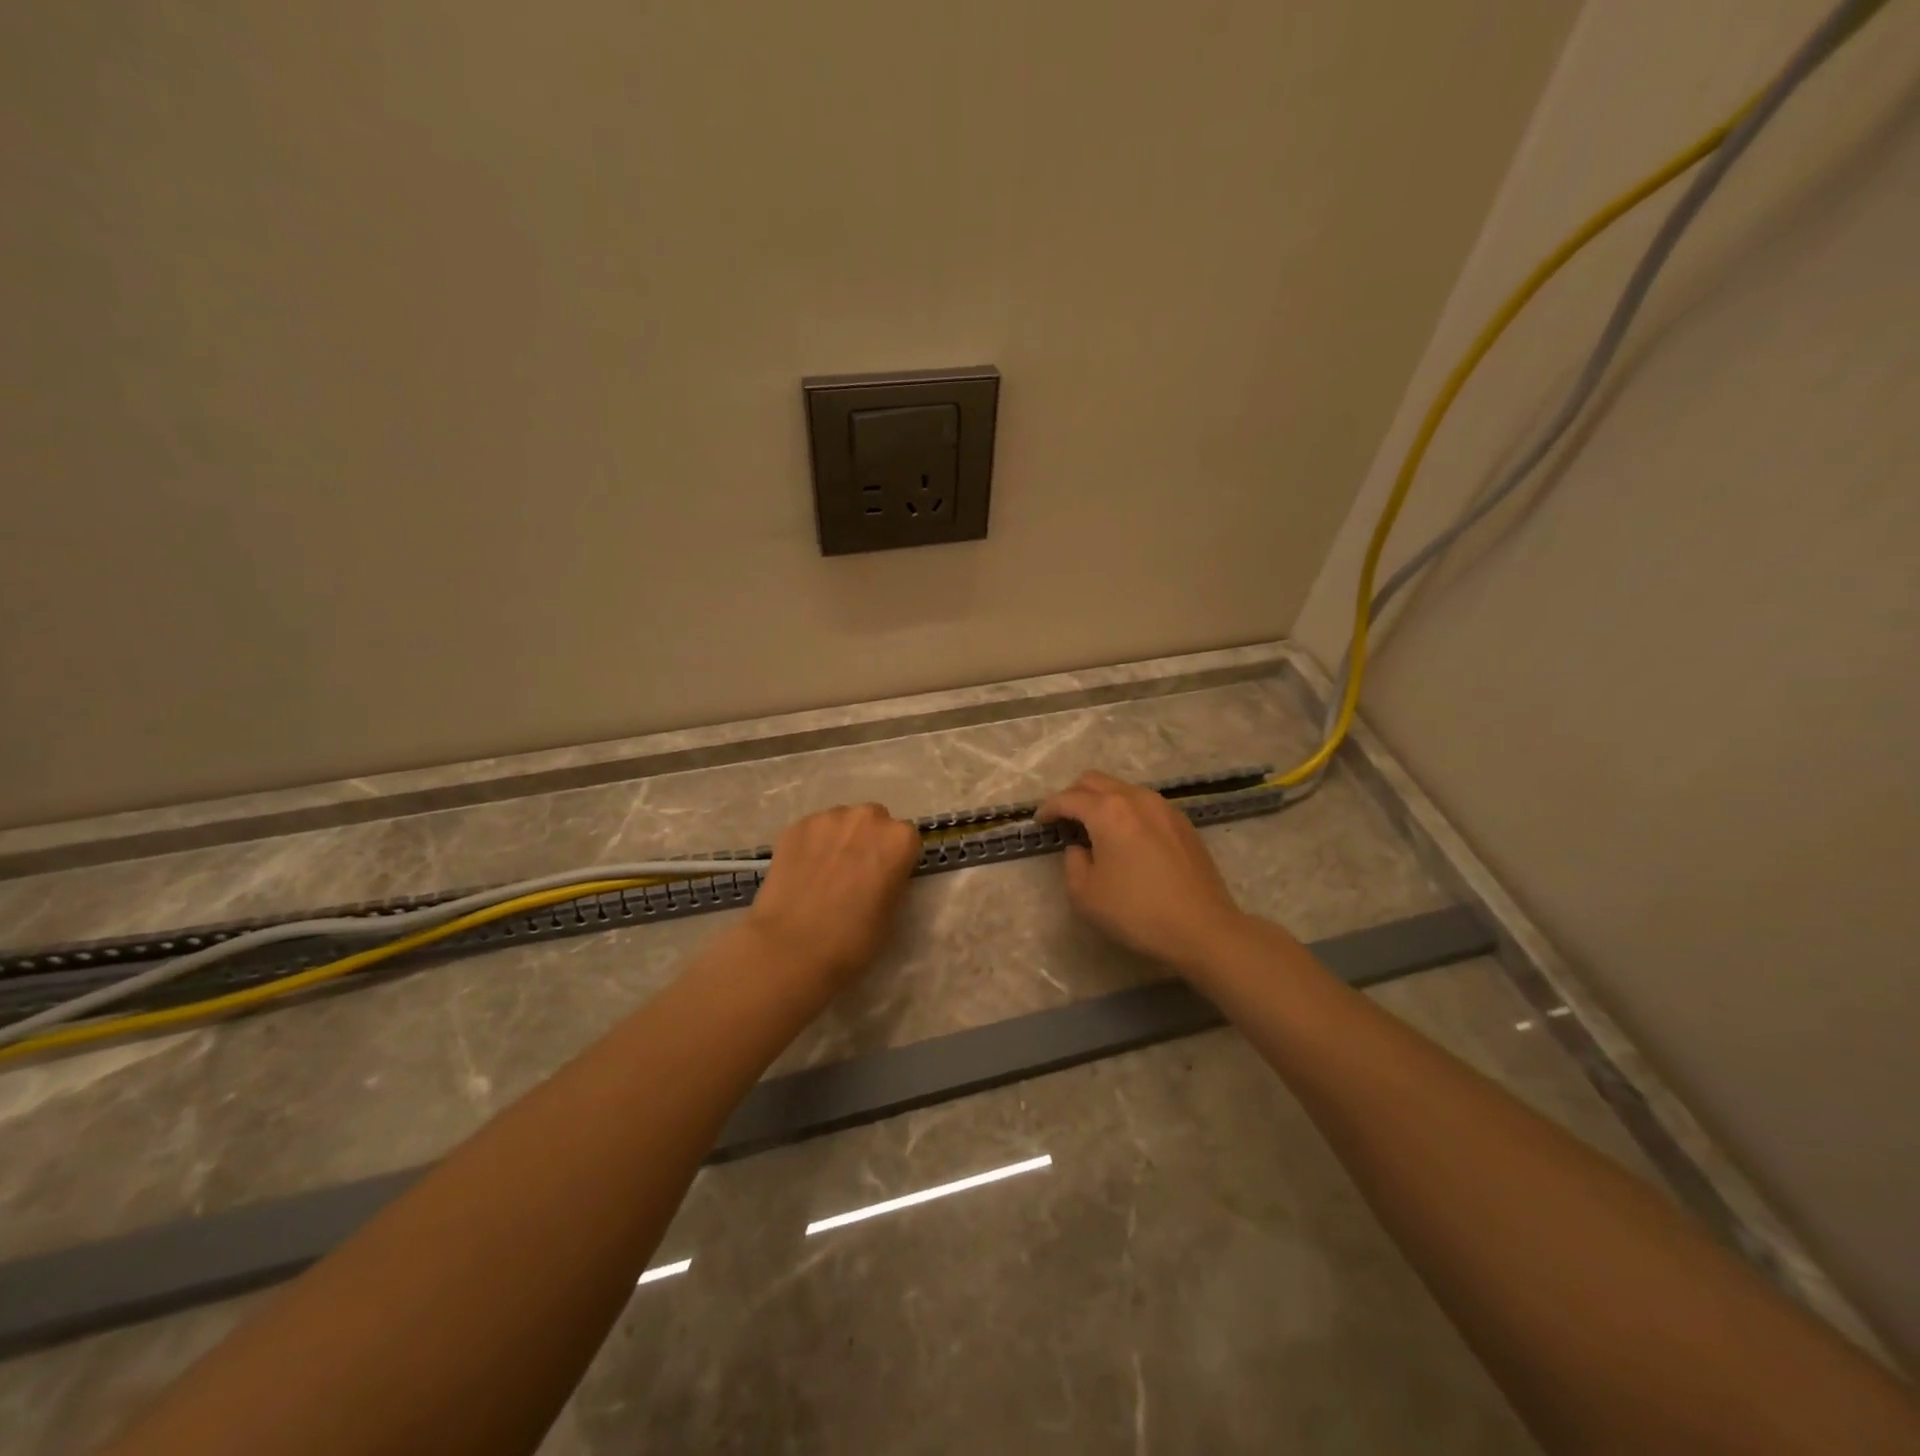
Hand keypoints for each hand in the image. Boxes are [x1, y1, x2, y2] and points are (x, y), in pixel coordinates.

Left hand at [743, 803, 921, 991]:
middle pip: (874, 821)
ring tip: (824, 872)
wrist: (792, 947)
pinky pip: (812, 830)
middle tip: (854, 873)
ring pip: (841, 822)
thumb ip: (892, 879)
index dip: (895, 859)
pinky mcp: (795, 826)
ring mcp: (828, 818)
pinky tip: (802, 872)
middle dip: (868, 840)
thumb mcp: (891, 912)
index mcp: (899, 839)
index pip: (906, 839)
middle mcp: (867, 818)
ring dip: (839, 839)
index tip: (884, 878)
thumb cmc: (853, 939)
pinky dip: (811, 845)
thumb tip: (881, 873)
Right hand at [1037, 770, 1248, 972]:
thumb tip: (1079, 848)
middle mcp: (1136, 798)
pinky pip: (1144, 804)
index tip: (1039, 821)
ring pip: (1122, 789)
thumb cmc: (1137, 912)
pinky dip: (1126, 811)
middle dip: (1073, 795)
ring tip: (1095, 829)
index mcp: (1108, 811)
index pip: (1068, 798)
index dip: (1048, 808)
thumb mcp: (1085, 894)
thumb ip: (1072, 862)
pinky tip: (1126, 838)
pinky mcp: (1182, 823)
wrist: (1203, 928)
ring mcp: (1163, 807)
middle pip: (1095, 781)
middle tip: (1064, 820)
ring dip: (1102, 801)